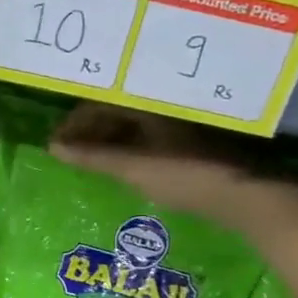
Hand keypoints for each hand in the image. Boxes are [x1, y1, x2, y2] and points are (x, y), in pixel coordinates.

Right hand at [50, 106, 288, 233]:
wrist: (243, 195)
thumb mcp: (132, 168)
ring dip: (109, 140)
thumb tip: (54, 147)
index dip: (74, 123)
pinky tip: (123, 166)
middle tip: (71, 153)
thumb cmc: (184, 176)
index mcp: (149, 103)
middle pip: (117, 110)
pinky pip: (149, 137)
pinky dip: (128, 148)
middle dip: (91, 130)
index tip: (57, 144)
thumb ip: (93, 157)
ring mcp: (181, 123)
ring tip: (91, 161)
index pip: (100, 103)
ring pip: (134, 125)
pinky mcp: (191, 141)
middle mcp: (164, 105)